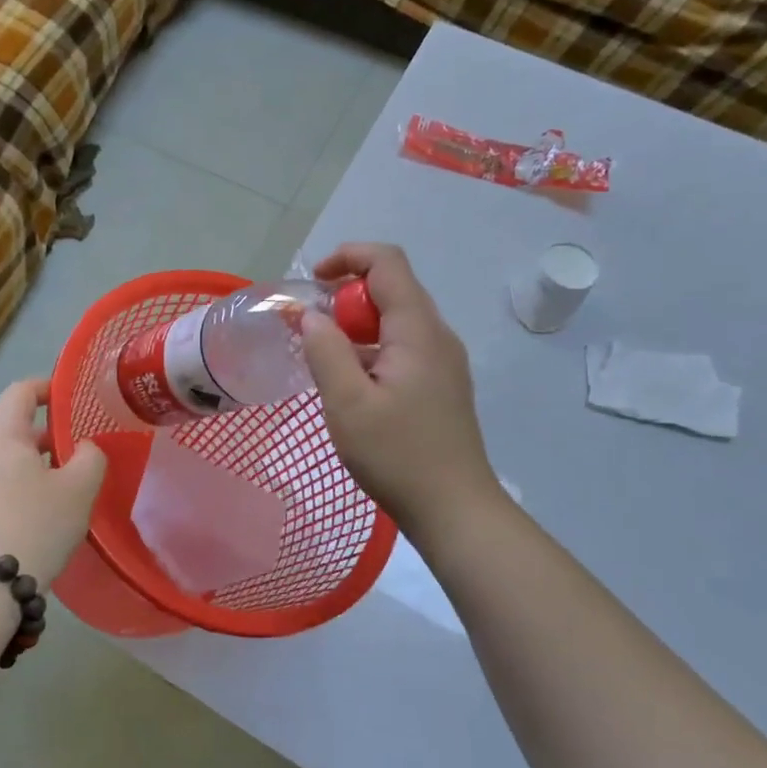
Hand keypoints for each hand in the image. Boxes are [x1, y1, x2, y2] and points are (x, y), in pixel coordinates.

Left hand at [0, 377, 106, 588]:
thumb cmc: (34, 525)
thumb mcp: (79, 489)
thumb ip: (90, 456)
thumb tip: (84, 448)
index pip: (22, 390)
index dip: (49, 388)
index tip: (73, 399)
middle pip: (9, 422)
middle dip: (44, 430)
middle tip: (76, 445)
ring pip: (0, 452)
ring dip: (30, 458)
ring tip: (62, 479)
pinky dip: (14, 480)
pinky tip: (37, 506)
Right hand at [302, 244, 504, 544]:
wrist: (455, 510)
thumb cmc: (398, 456)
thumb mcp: (347, 404)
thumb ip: (325, 351)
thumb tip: (311, 316)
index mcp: (418, 330)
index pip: (386, 262)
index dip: (347, 257)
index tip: (313, 283)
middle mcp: (437, 335)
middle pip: (391, 288)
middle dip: (346, 297)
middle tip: (311, 331)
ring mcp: (443, 361)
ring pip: (396, 319)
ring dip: (356, 326)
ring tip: (324, 360)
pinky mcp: (440, 384)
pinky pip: (403, 346)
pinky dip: (371, 348)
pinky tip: (352, 384)